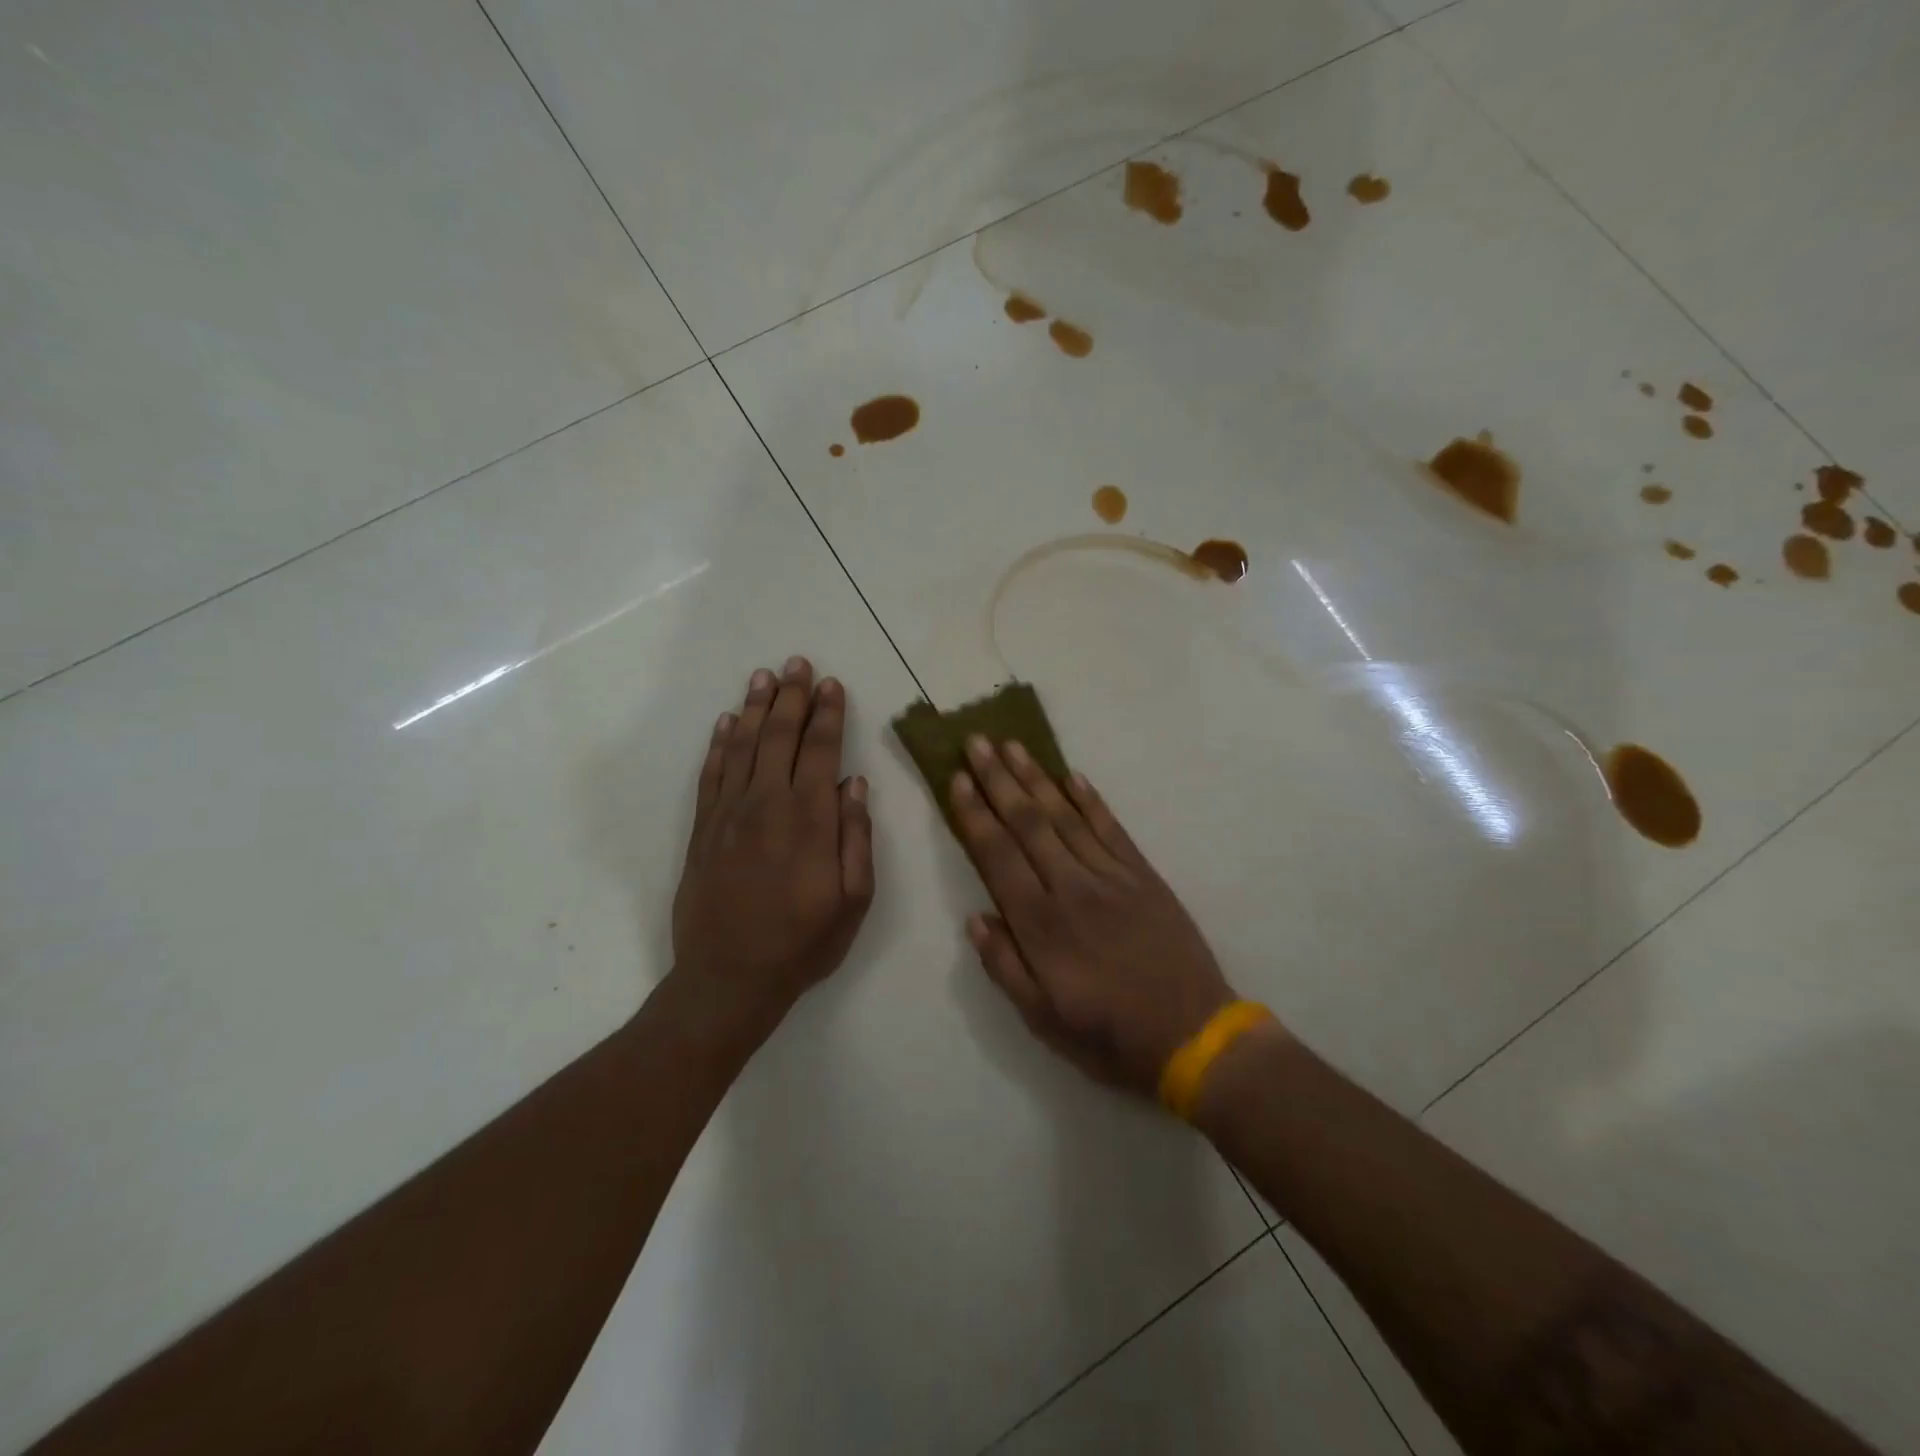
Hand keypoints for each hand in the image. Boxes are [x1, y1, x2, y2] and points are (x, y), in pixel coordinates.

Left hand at [672, 657, 874, 1037]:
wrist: (729, 977)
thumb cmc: (802, 942)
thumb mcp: (853, 900)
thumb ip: (856, 838)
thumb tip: (854, 784)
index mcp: (810, 819)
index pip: (821, 751)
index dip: (827, 715)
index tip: (831, 685)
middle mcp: (768, 804)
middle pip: (780, 736)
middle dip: (791, 696)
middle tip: (797, 663)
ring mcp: (729, 813)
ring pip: (742, 745)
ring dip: (754, 708)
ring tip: (763, 676)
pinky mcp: (703, 829)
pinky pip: (711, 773)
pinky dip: (718, 743)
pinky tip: (725, 722)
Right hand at [951, 735, 1239, 1094]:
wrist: (1194, 1036)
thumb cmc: (1110, 1036)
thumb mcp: (1043, 1020)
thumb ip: (1005, 966)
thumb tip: (975, 917)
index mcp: (1042, 925)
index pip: (998, 855)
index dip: (975, 815)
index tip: (957, 779)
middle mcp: (1072, 888)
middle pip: (1028, 823)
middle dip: (998, 780)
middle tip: (976, 742)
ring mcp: (1111, 877)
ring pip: (1066, 816)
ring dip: (1036, 778)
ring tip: (1012, 746)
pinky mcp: (1143, 876)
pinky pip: (1112, 828)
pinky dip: (1091, 800)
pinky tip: (1072, 776)